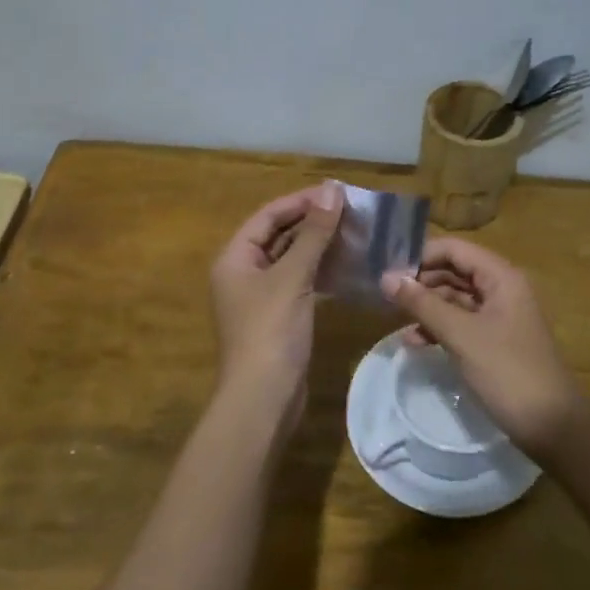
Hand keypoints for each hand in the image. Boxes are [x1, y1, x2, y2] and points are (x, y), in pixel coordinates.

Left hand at [209, 181, 345, 416]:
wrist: (263, 399)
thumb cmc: (271, 331)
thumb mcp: (292, 277)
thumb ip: (313, 233)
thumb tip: (332, 190)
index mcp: (234, 258)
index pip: (267, 216)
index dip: (300, 201)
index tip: (336, 192)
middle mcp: (242, 273)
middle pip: (278, 236)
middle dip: (311, 222)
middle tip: (351, 211)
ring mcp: (260, 298)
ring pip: (290, 260)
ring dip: (318, 246)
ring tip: (354, 232)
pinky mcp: (278, 318)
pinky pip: (299, 283)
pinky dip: (319, 272)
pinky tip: (346, 266)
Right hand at [382, 238, 589, 458]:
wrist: (553, 426)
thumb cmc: (507, 371)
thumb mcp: (460, 335)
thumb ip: (422, 303)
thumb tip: (386, 277)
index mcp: (501, 277)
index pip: (455, 249)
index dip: (421, 255)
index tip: (389, 271)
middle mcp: (502, 289)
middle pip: (455, 271)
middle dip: (422, 281)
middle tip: (387, 296)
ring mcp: (500, 316)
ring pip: (456, 298)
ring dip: (427, 306)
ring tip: (396, 320)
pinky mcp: (496, 341)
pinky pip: (462, 323)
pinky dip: (439, 328)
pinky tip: (415, 342)